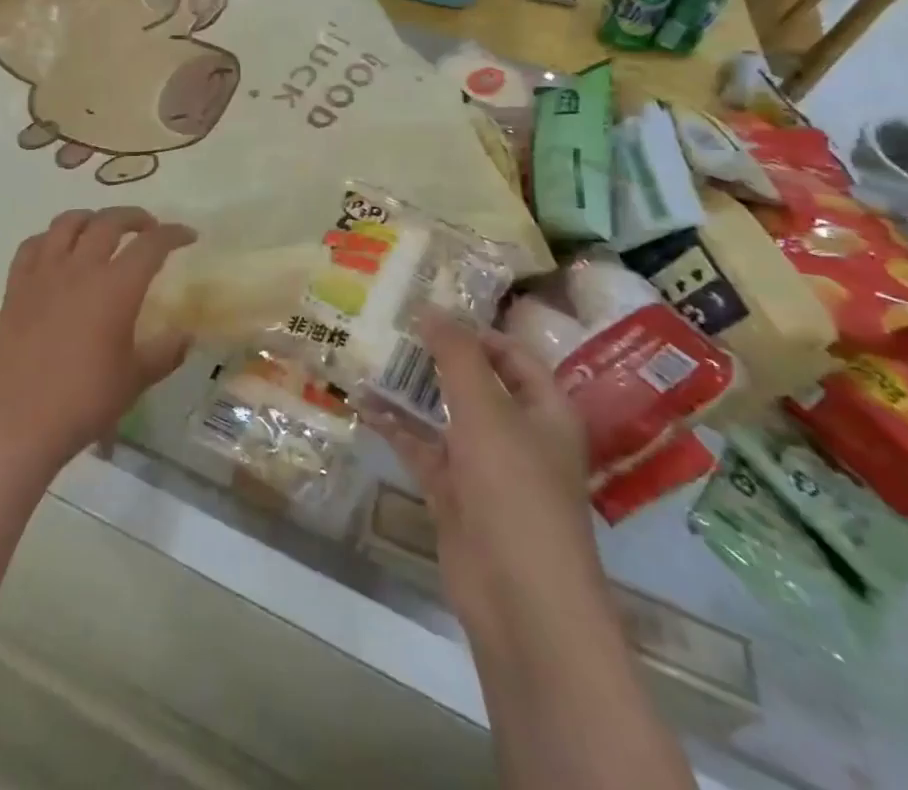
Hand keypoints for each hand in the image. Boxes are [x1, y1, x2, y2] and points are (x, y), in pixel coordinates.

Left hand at [0, 207, 194, 469]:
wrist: (18, 420)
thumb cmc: (84, 400)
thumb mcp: (135, 379)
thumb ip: (165, 353)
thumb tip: (187, 336)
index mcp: (116, 287)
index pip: (151, 245)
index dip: (173, 234)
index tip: (187, 235)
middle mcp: (80, 268)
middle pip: (109, 222)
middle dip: (134, 217)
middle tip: (149, 227)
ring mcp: (43, 273)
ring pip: (67, 223)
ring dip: (91, 218)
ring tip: (102, 229)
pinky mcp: (16, 286)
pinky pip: (32, 245)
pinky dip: (51, 238)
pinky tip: (57, 250)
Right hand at [364, 317, 595, 631]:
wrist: (520, 600)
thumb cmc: (515, 489)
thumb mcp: (486, 410)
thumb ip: (457, 356)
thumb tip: (430, 307)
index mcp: (545, 411)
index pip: (512, 355)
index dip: (474, 331)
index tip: (427, 311)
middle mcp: (518, 434)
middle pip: (475, 382)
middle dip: (435, 356)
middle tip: (390, 325)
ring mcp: (485, 467)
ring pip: (444, 415)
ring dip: (411, 390)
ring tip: (369, 355)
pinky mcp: (456, 495)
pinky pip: (423, 449)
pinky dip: (396, 428)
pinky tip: (362, 403)